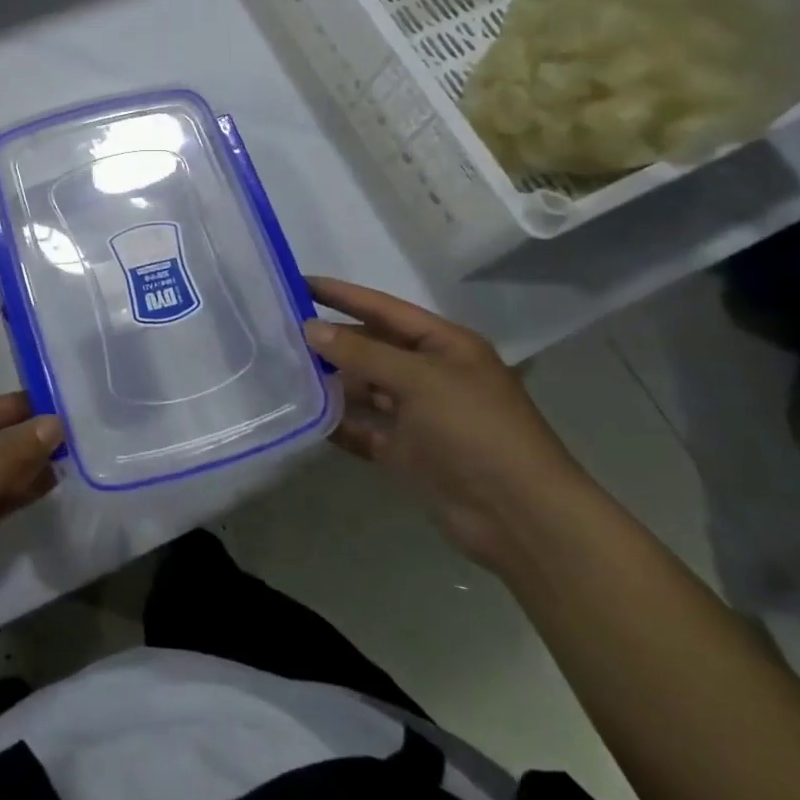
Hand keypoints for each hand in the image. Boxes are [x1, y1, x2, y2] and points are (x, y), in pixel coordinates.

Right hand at [302, 277, 592, 571]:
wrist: (520, 517)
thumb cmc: (475, 431)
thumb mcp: (419, 380)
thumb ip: (362, 353)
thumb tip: (309, 329)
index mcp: (444, 346)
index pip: (383, 309)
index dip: (342, 295)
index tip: (298, 282)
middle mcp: (431, 374)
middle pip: (371, 348)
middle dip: (331, 341)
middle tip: (279, 332)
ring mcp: (419, 415)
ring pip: (365, 388)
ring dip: (330, 382)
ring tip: (283, 371)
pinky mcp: (409, 452)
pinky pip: (365, 429)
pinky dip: (339, 424)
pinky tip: (304, 417)